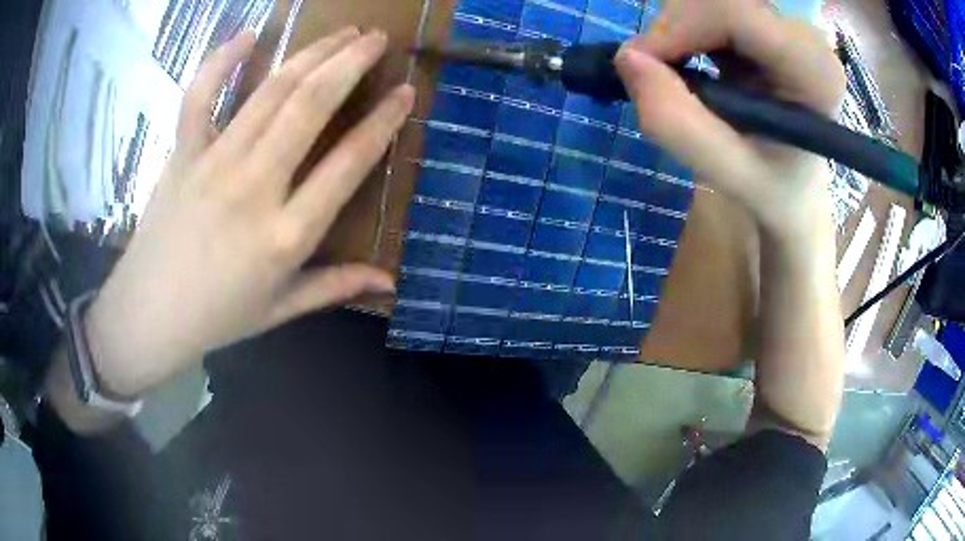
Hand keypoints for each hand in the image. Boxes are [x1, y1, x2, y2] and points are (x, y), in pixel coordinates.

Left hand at [85, 28, 414, 395]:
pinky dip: (221, 61)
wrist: (148, 315)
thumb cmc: (217, 317)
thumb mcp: (280, 310)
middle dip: (351, 63)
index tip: (406, 92)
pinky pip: (199, 97)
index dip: (383, 122)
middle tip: (377, 38)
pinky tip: (248, 35)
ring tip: (342, 32)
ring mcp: (213, 164)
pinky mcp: (182, 155)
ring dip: (311, 53)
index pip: (348, 163)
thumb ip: (336, 287)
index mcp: (285, 235)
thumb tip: (390, 281)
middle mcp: (254, 188)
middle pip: (310, 106)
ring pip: (270, 92)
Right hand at [615, 0, 844, 240]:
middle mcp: (806, 38)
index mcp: (815, 74)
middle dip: (673, 27)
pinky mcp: (765, 21)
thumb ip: (679, 124)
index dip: (679, 27)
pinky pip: (710, 5)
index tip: (641, 63)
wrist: (792, 185)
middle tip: (654, 71)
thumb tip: (627, 59)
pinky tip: (692, 58)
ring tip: (676, 71)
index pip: (737, 14)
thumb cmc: (772, 187)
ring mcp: (785, 24)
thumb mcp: (727, 173)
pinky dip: (685, 27)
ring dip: (677, 28)